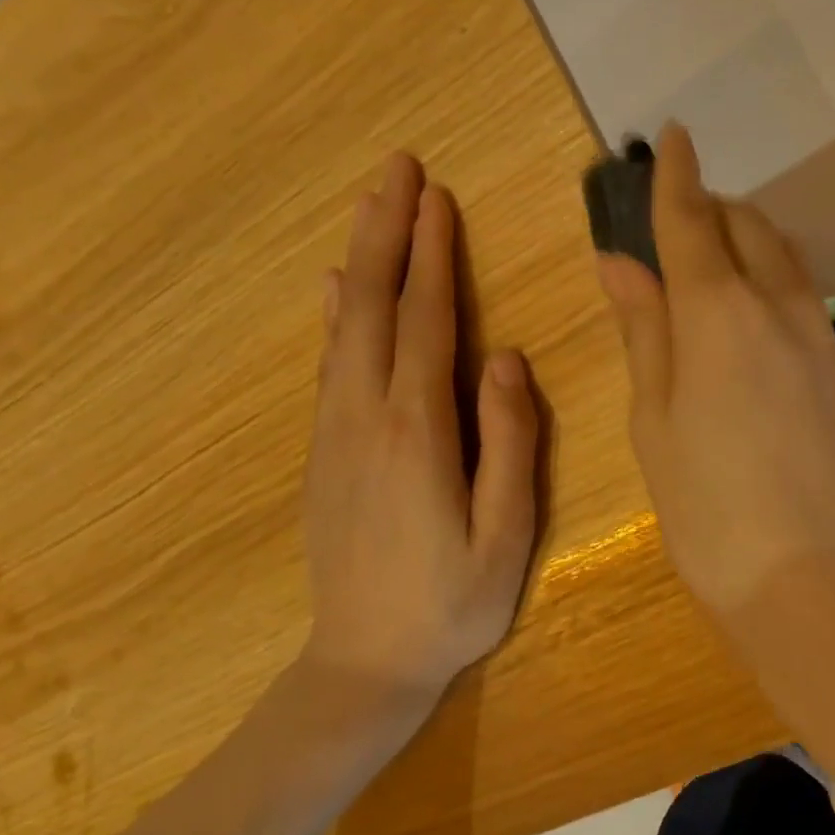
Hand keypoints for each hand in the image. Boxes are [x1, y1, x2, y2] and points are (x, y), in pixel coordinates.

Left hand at [302, 154, 539, 700]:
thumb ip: (510, 444)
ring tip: (369, 207)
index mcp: (418, 432)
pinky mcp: (324, 451)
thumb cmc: (450, 605)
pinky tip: (333, 290)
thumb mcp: (505, 536)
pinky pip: (329, 364)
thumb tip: (506, 359)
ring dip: (360, 260)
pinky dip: (334, 315)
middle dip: (388, 233)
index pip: (427, 322)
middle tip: (397, 170)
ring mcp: (336, 432)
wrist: (362, 665)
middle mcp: (366, 417)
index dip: (433, 255)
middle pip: (375, 306)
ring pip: (344, 327)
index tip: (437, 196)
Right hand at [595, 124, 834, 624]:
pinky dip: (768, 279)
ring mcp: (822, 338)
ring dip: (745, 239)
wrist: (818, 587)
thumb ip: (645, 333)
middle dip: (711, 206)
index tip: (669, 137)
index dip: (675, 176)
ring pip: (781, 258)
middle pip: (747, 227)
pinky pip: (801, 296)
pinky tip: (745, 312)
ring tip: (707, 258)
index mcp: (720, 314)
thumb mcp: (655, 423)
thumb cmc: (710, 512)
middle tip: (674, 217)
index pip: (693, 220)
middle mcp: (780, 307)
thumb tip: (621, 264)